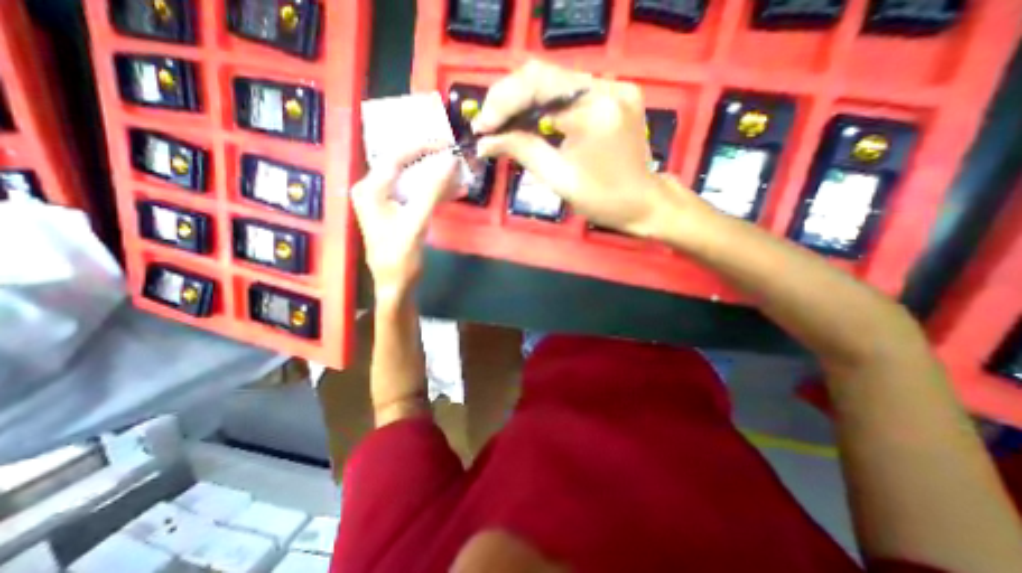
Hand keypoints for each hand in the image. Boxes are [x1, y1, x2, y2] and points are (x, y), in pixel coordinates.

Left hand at [355, 148, 458, 300]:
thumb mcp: (416, 224)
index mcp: (370, 189)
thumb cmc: (400, 258)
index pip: (395, 157)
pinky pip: (417, 193)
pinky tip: (453, 190)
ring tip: (458, 171)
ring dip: (436, 176)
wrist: (396, 286)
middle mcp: (374, 190)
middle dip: (431, 160)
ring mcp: (386, 200)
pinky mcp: (398, 211)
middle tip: (454, 155)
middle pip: (404, 165)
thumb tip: (450, 161)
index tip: (447, 143)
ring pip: (413, 179)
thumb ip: (431, 192)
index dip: (422, 147)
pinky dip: (435, 191)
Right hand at [475, 60, 711, 238]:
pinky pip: (570, 93)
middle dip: (509, 100)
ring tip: (502, 125)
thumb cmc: (603, 199)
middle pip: (544, 76)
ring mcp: (613, 88)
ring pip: (555, 82)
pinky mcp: (615, 96)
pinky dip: (544, 106)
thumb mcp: (559, 179)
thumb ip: (522, 151)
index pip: (537, 85)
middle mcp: (606, 87)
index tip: (481, 128)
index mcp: (594, 110)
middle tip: (488, 126)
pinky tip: (529, 122)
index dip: (502, 103)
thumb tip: (486, 142)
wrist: (644, 203)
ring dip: (523, 102)